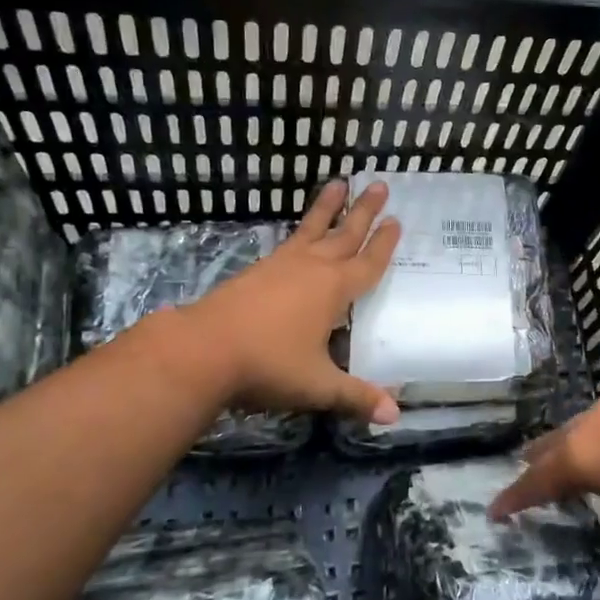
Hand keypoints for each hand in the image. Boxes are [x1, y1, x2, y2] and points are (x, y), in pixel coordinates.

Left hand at [181, 180, 400, 422]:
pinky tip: (299, 233)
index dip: (384, 245)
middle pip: (345, 234)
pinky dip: (301, 229)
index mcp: (334, 290)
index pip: (367, 263)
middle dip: (364, 211)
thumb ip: (356, 396)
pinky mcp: (257, 270)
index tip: (396, 221)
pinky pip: (289, 240)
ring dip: (329, 208)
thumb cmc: (268, 365)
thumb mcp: (317, 385)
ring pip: (313, 229)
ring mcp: (282, 265)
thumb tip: (394, 416)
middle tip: (379, 184)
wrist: (203, 348)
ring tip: (339, 183)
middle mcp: (312, 268)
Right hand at [489, 396, 599, 599]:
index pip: (536, 480)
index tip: (494, 510)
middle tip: (527, 486)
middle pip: (553, 444)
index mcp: (585, 457)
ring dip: (569, 449)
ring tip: (569, 470)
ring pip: (581, 428)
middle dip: (538, 466)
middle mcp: (596, 425)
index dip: (514, 498)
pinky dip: (599, 441)